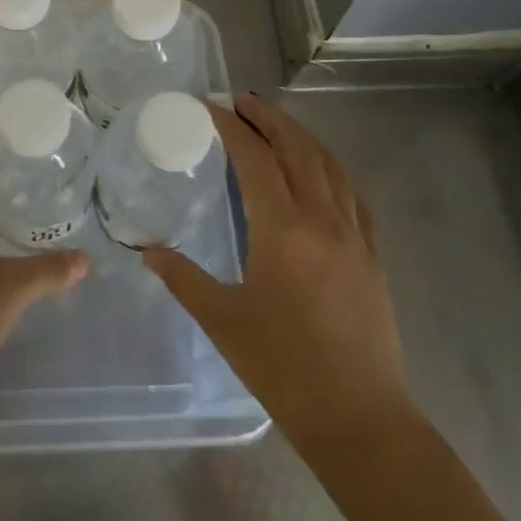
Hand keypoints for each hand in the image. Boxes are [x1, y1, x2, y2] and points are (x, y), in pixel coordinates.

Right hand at [144, 92, 415, 455]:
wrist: (361, 420)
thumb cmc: (285, 369)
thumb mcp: (223, 322)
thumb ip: (183, 278)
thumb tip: (149, 252)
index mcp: (283, 229)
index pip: (255, 158)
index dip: (231, 126)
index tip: (210, 107)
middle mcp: (322, 219)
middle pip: (297, 148)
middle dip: (268, 117)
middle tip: (241, 100)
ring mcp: (354, 234)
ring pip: (328, 164)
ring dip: (300, 136)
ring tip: (274, 124)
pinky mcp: (372, 254)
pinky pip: (351, 193)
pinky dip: (328, 168)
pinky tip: (317, 172)